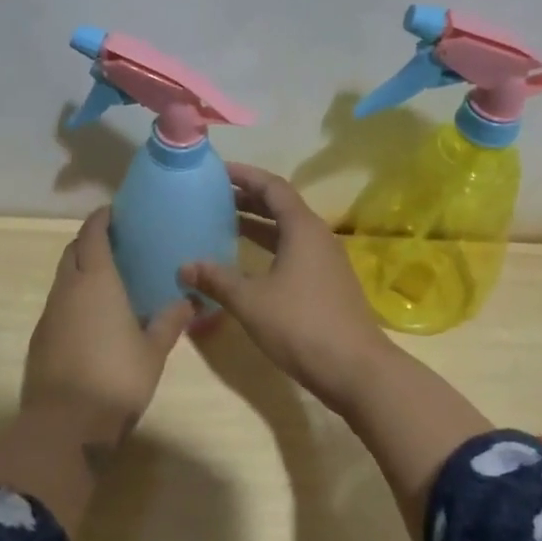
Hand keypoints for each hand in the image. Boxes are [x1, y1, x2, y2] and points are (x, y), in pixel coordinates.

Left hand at [23, 208, 194, 447]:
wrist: (65, 425)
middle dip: (89, 240)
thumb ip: (169, 321)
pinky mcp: (40, 339)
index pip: (92, 235)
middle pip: (72, 251)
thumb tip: (188, 301)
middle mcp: (67, 290)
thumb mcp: (153, 351)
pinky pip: (58, 304)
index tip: (114, 211)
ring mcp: (49, 314)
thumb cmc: (116, 378)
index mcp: (96, 281)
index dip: (101, 219)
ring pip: (63, 278)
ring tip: (108, 278)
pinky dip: (73, 297)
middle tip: (116, 243)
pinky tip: (92, 315)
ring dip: (80, 270)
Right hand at [179, 163, 395, 412]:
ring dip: (257, 224)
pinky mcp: (327, 283)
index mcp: (302, 228)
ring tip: (222, 222)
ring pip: (287, 231)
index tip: (216, 170)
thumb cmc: (302, 326)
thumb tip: (185, 266)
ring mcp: (325, 261)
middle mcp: (317, 236)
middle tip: (213, 195)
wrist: (356, 370)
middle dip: (247, 198)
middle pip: (280, 206)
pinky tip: (246, 263)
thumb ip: (217, 280)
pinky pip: (293, 251)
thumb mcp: (252, 302)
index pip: (272, 187)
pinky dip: (268, 247)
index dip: (244, 175)